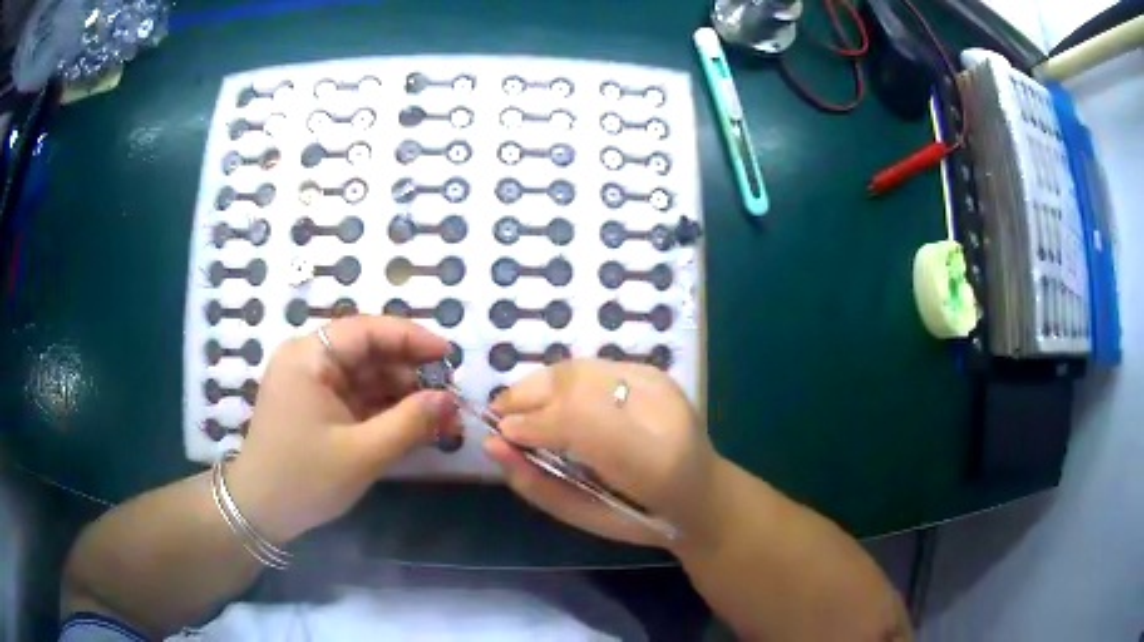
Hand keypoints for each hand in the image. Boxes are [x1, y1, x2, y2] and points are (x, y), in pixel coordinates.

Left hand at [226, 315, 459, 543]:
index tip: (449, 355)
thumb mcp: (363, 453)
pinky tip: (414, 427)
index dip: (411, 338)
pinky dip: (385, 411)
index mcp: (309, 357)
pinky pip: (357, 398)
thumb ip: (410, 423)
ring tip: (440, 418)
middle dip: (410, 373)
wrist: (261, 512)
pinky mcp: (316, 406)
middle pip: (368, 352)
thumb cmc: (305, 478)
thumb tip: (451, 400)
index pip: (366, 330)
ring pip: (366, 377)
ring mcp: (311, 384)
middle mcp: (308, 360)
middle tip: (449, 396)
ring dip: (402, 395)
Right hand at [487, 359, 719, 548]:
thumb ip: (537, 483)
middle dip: (528, 396)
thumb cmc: (639, 518)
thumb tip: (491, 445)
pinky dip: (560, 381)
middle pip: (579, 384)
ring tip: (516, 406)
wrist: (704, 496)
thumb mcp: (584, 516)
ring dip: (540, 385)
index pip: (585, 424)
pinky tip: (549, 400)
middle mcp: (663, 414)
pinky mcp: (656, 374)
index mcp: (654, 465)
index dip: (535, 424)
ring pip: (583, 368)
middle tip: (499, 417)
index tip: (501, 436)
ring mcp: (662, 387)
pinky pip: (594, 367)